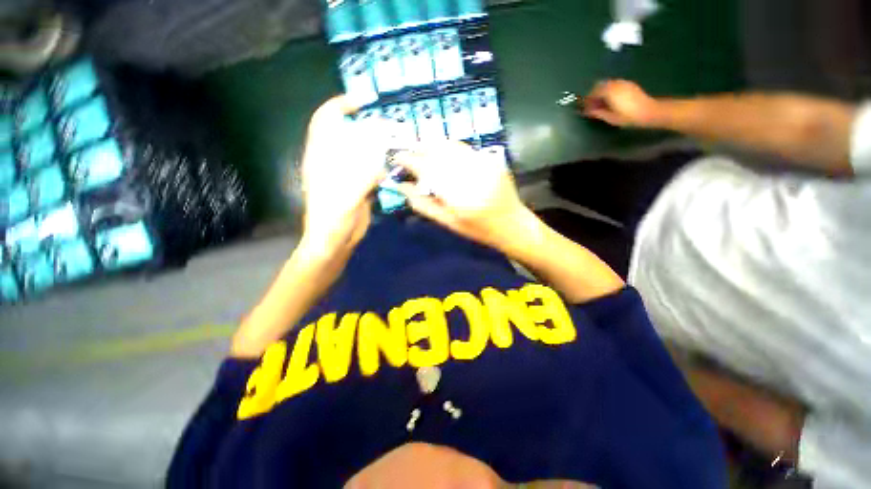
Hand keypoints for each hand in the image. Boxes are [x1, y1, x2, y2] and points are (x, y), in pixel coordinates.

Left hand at [300, 96, 386, 255]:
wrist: (336, 241)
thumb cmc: (332, 220)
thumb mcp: (345, 198)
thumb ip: (362, 177)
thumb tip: (381, 159)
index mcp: (322, 158)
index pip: (325, 122)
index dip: (339, 106)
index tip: (362, 101)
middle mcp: (334, 160)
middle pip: (350, 133)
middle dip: (369, 126)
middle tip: (392, 126)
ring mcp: (348, 173)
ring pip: (364, 150)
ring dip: (380, 144)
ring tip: (398, 141)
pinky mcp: (360, 185)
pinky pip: (373, 167)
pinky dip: (384, 163)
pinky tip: (396, 163)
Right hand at [395, 142, 531, 251]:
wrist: (512, 224)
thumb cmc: (477, 230)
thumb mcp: (448, 223)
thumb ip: (423, 204)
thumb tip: (402, 187)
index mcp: (459, 198)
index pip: (428, 170)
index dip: (410, 160)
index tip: (397, 157)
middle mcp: (472, 176)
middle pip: (439, 153)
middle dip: (419, 148)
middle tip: (407, 152)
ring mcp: (484, 165)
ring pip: (452, 146)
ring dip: (433, 145)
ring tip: (421, 149)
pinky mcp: (492, 159)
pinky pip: (465, 148)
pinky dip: (450, 147)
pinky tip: (443, 153)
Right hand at [583, 79, 660, 127]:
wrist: (649, 112)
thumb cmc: (629, 116)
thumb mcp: (610, 117)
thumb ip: (598, 113)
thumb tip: (589, 111)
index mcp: (610, 91)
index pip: (593, 92)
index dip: (587, 100)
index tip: (584, 108)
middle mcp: (616, 84)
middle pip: (599, 85)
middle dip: (593, 94)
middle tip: (590, 104)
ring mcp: (624, 83)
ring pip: (607, 84)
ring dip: (601, 92)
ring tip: (600, 103)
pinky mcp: (629, 85)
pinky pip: (615, 85)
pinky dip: (609, 91)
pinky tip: (610, 100)